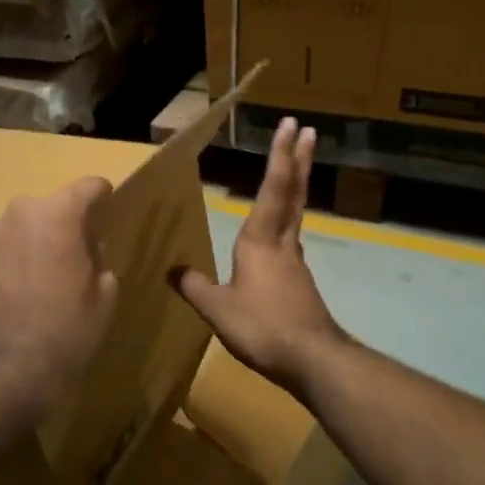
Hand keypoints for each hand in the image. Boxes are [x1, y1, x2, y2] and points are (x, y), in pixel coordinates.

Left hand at [0, 177, 119, 424]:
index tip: (108, 205)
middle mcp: (19, 214)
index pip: (87, 188)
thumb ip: (99, 262)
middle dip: (64, 223)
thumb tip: (88, 253)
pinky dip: (10, 261)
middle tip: (77, 252)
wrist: (7, 372)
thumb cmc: (66, 330)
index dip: (101, 195)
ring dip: (33, 241)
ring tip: (43, 274)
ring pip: (21, 228)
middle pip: (50, 207)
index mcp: (57, 214)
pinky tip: (18, 291)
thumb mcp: (103, 296)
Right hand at [174, 118, 347, 389]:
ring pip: (296, 211)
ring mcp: (295, 260)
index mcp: (260, 239)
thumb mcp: (217, 309)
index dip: (280, 154)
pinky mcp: (300, 280)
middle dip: (299, 158)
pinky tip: (280, 228)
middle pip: (293, 191)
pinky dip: (290, 216)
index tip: (289, 125)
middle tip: (309, 130)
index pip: (272, 187)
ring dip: (297, 183)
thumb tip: (172, 270)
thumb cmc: (262, 326)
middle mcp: (282, 241)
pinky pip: (292, 236)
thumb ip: (195, 287)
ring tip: (295, 165)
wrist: (312, 359)